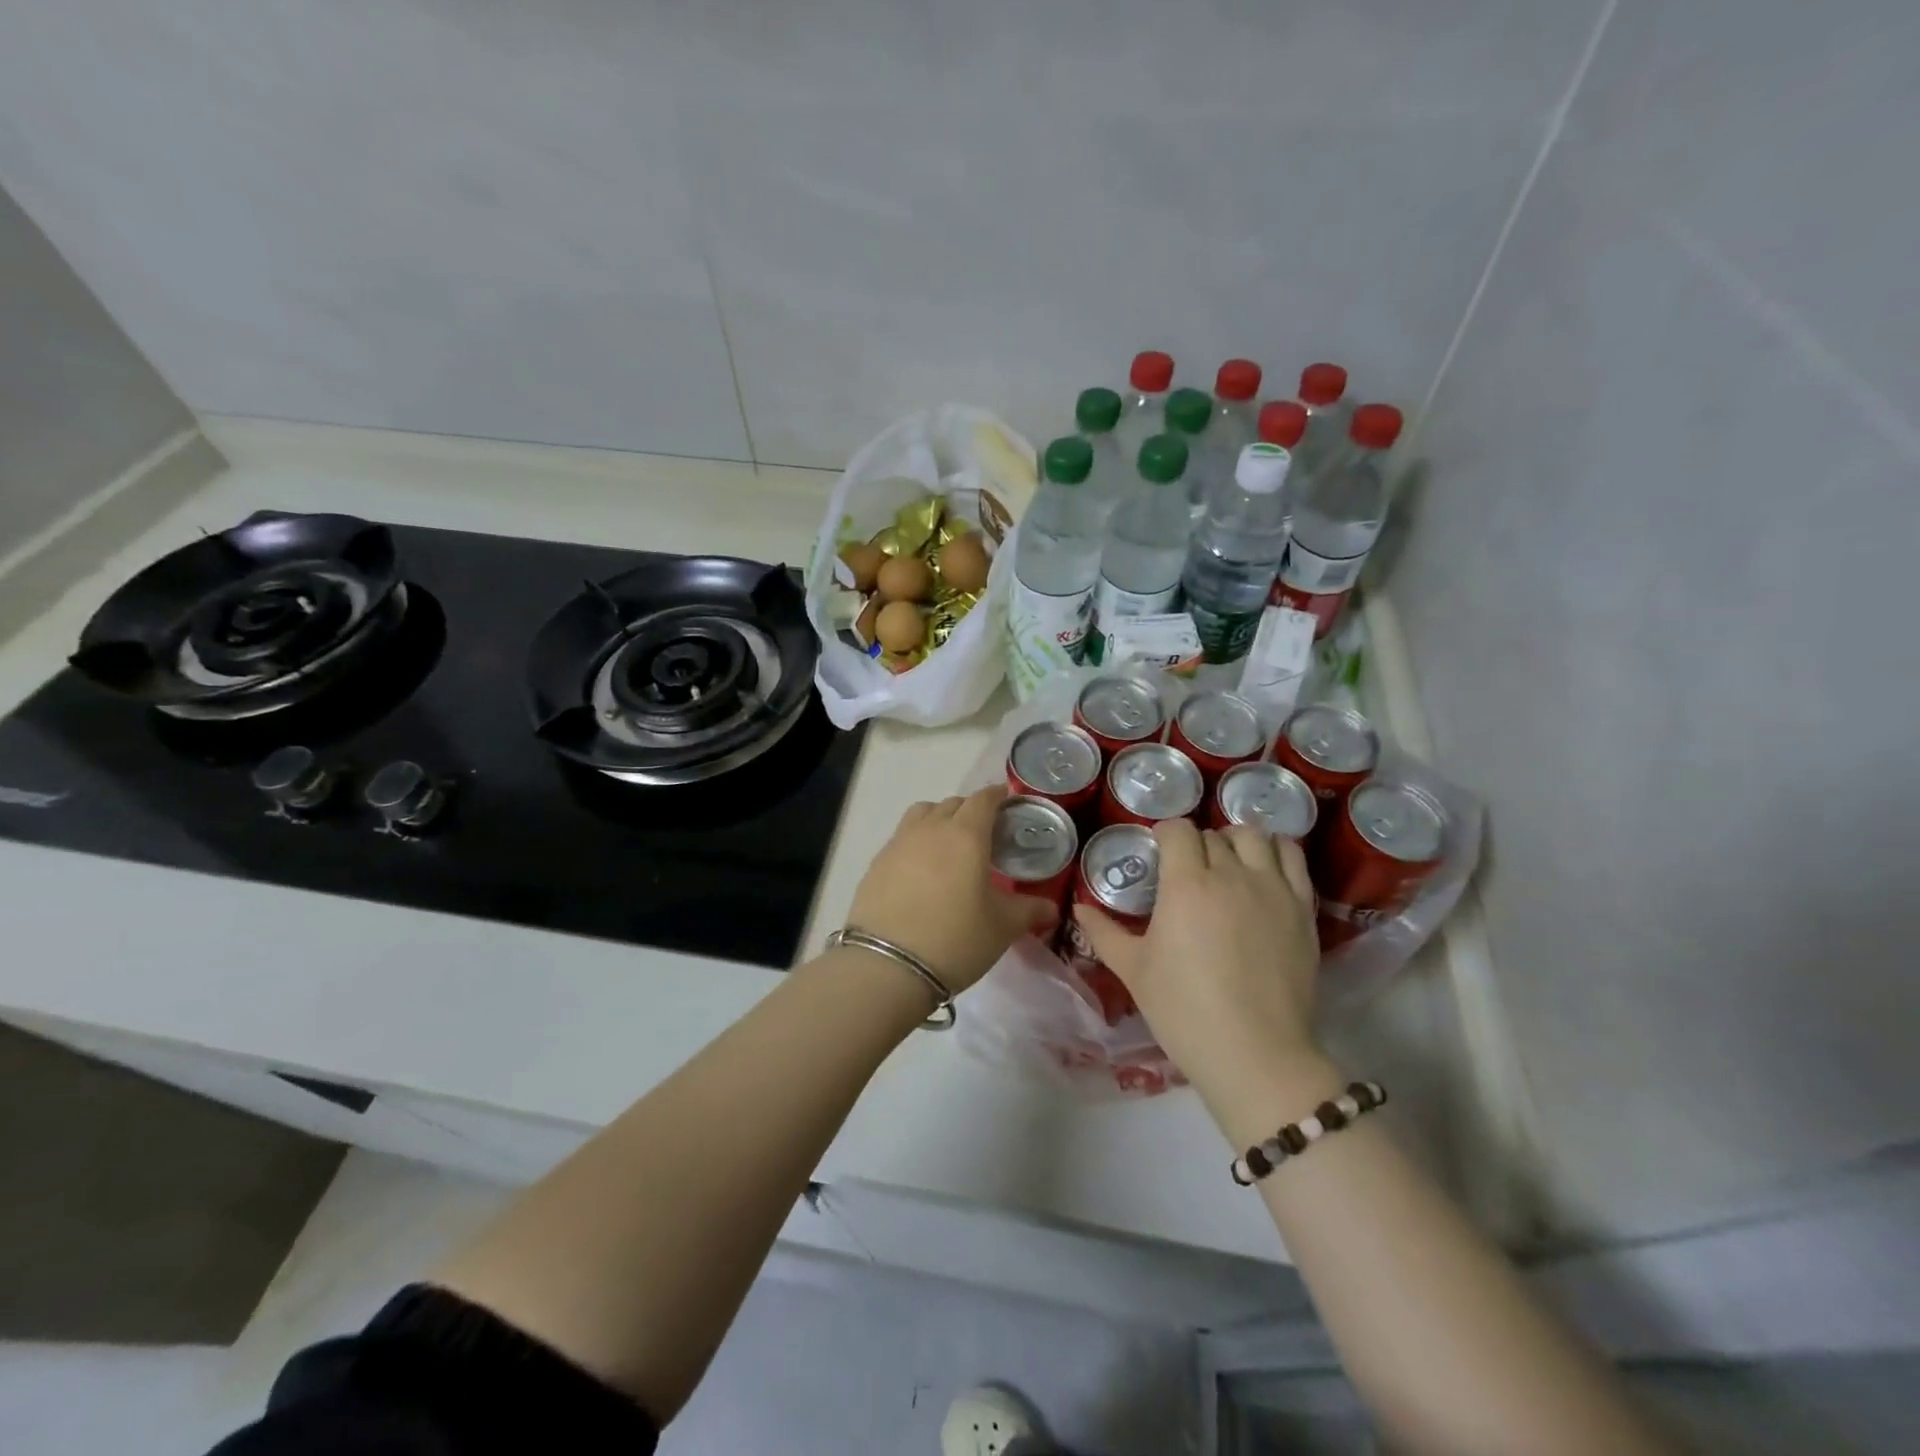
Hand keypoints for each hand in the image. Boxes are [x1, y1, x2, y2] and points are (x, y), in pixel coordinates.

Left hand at [846, 784, 1058, 993]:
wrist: (887, 966)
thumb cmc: (955, 939)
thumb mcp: (1001, 928)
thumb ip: (1029, 911)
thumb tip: (1051, 909)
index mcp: (966, 835)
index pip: (984, 799)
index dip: (998, 796)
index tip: (1007, 800)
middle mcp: (931, 829)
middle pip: (953, 803)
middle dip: (970, 809)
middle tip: (984, 832)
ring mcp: (899, 843)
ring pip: (922, 813)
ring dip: (939, 818)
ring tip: (949, 843)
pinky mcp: (877, 863)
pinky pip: (901, 837)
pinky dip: (916, 841)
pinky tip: (921, 869)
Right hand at [1073, 818, 1321, 1104]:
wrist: (1255, 1054)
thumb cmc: (1184, 1011)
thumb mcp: (1133, 971)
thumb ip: (1104, 932)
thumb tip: (1079, 908)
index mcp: (1186, 885)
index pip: (1178, 830)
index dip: (1165, 834)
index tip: (1158, 852)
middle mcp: (1231, 875)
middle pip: (1213, 835)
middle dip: (1196, 844)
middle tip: (1187, 870)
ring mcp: (1273, 889)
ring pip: (1255, 837)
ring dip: (1236, 841)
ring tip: (1228, 862)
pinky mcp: (1303, 909)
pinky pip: (1293, 858)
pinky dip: (1277, 851)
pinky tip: (1265, 868)